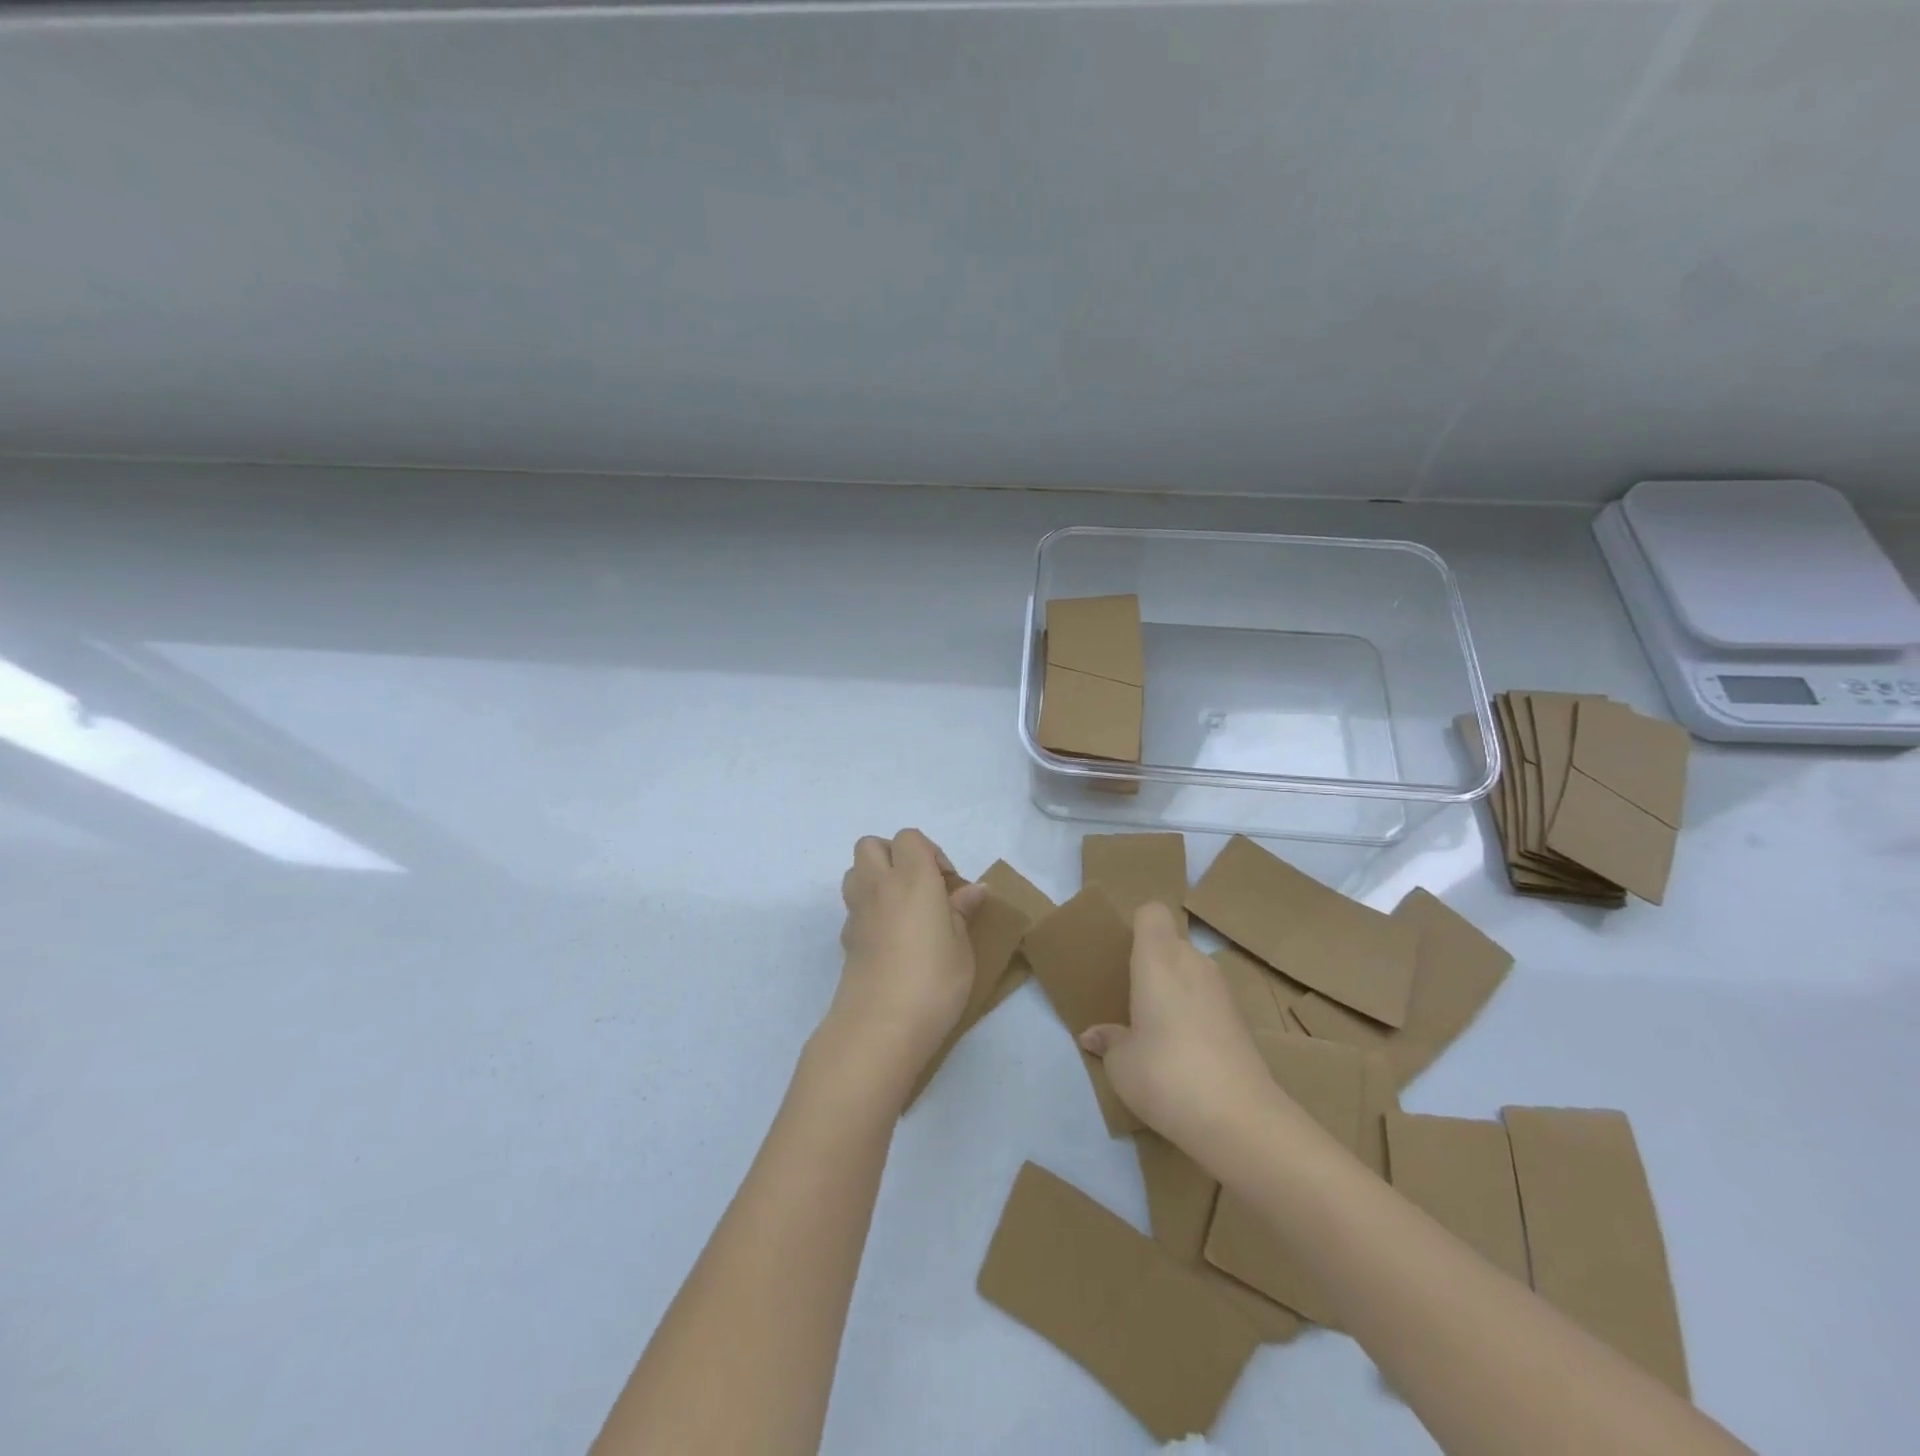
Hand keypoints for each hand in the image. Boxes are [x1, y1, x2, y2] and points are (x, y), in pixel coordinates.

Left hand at [822, 829, 986, 1102]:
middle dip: (895, 856)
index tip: (948, 884)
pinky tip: (891, 939)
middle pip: (871, 845)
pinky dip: (870, 910)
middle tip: (921, 888)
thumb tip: (973, 890)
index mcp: (912, 878)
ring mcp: (857, 913)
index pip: (910, 838)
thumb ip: (962, 912)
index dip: (930, 852)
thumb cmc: (933, 981)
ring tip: (904, 909)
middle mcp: (878, 886)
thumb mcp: (962, 948)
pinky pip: (855, 907)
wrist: (880, 1027)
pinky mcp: (846, 940)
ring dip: (877, 878)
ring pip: (856, 872)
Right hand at [1079, 903, 1280, 1165]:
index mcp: (1158, 958)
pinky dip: (1196, 1015)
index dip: (1137, 927)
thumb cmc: (1165, 1073)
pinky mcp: (1242, 1020)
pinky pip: (1208, 1000)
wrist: (1239, 1118)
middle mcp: (1193, 963)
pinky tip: (1186, 1053)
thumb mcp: (1120, 1063)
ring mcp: (1223, 991)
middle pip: (1171, 944)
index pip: (1151, 913)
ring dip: (1176, 991)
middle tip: (1133, 999)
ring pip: (1192, 973)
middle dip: (1153, 964)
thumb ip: (1108, 1041)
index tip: (1123, 957)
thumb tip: (1094, 1036)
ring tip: (1157, 1030)